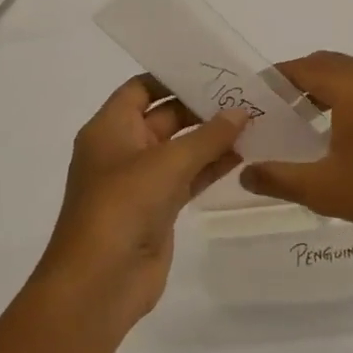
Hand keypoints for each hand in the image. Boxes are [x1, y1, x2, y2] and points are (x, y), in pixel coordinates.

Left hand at [35, 75, 247, 334]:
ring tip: (254, 121)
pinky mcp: (158, 208)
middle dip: (201, 107)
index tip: (212, 69)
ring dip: (212, 137)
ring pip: (181, 148)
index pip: (141, 89)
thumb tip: (241, 112)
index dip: (173, 77)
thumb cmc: (122, 207)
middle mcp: (123, 149)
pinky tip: (244, 154)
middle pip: (165, 117)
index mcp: (109, 128)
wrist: (99, 283)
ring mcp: (141, 181)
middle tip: (244, 94)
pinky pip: (188, 177)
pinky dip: (211, 166)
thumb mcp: (167, 163)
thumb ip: (208, 136)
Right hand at [239, 51, 352, 240]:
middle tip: (268, 110)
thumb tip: (245, 172)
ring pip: (343, 74)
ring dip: (317, 88)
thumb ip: (278, 178)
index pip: (300, 68)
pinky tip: (329, 129)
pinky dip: (338, 95)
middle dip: (293, 81)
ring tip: (294, 120)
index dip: (272, 80)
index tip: (250, 99)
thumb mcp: (323, 188)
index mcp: (351, 86)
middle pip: (322, 64)